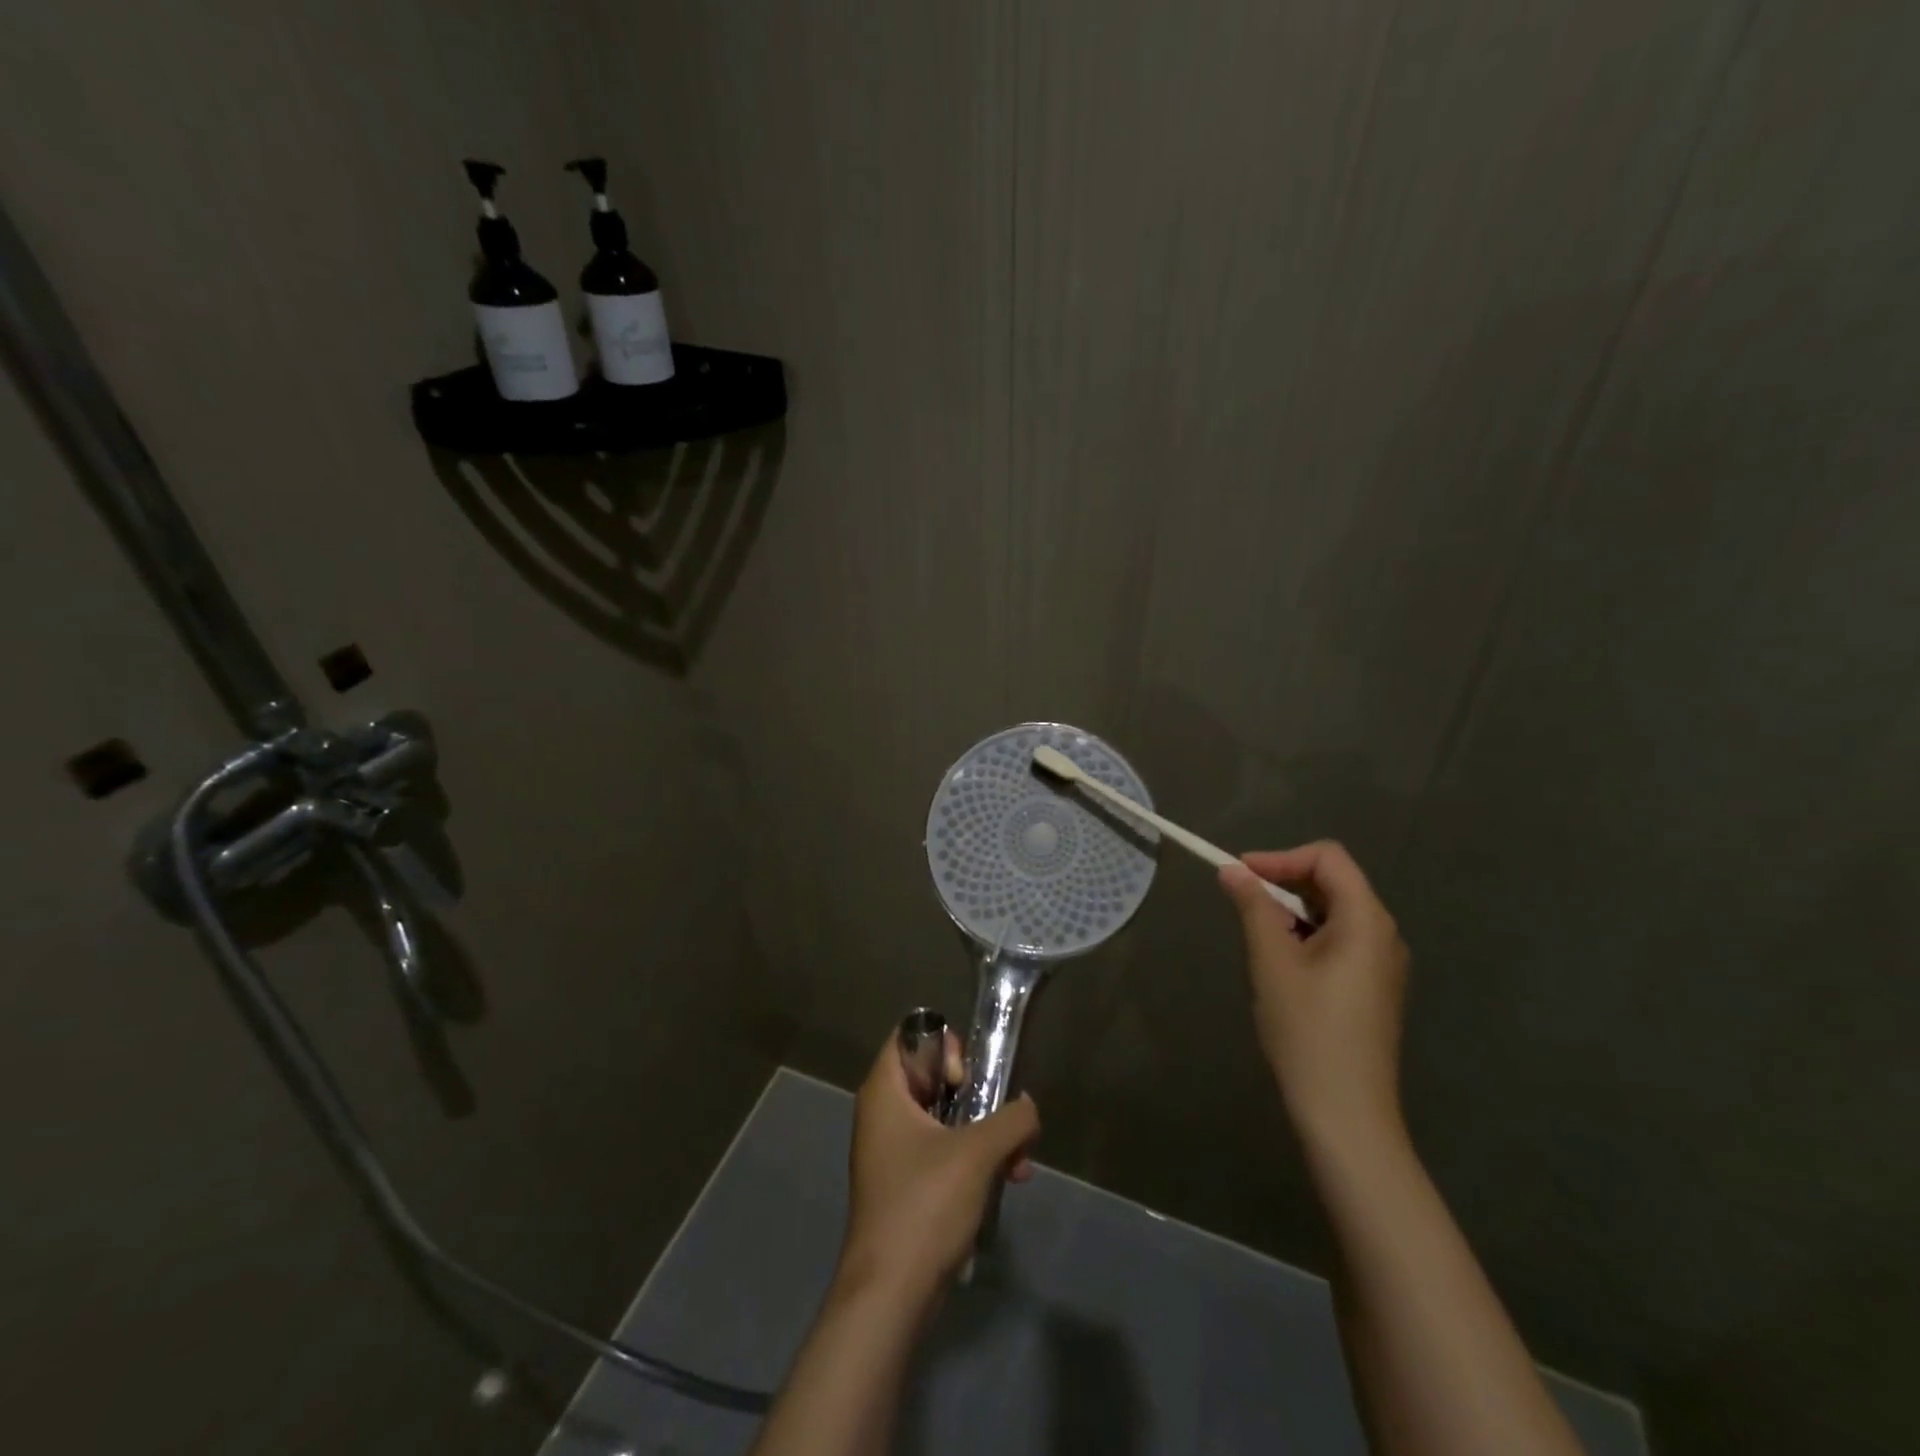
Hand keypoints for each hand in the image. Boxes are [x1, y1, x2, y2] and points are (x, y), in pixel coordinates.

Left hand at [836, 1028, 1038, 1306]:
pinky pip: (943, 1151)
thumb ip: (1012, 1119)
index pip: (910, 1035)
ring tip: (1019, 1159)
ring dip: (985, 1130)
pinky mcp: (906, 1184)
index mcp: (884, 1091)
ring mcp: (893, 1151)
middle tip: (996, 1114)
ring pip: (944, 1117)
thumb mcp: (977, 1153)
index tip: (965, 1077)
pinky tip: (1011, 1180)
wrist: (890, 1294)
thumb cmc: (924, 1205)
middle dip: (976, 1093)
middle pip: (931, 1075)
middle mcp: (883, 1113)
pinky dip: (974, 1158)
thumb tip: (1028, 1107)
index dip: (942, 1045)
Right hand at [1219, 841, 1409, 1150]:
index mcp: (1367, 921)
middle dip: (1283, 881)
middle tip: (1240, 900)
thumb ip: (1253, 908)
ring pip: (1333, 912)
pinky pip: (1338, 940)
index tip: (1239, 873)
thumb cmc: (1308, 1031)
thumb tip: (1231, 870)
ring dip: (1291, 909)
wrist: (1346, 1113)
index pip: (1328, 858)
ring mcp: (1381, 963)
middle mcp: (1383, 934)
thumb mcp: (1272, 962)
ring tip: (1256, 933)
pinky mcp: (1372, 987)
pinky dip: (1305, 934)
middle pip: (1333, 882)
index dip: (1281, 857)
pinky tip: (1279, 962)